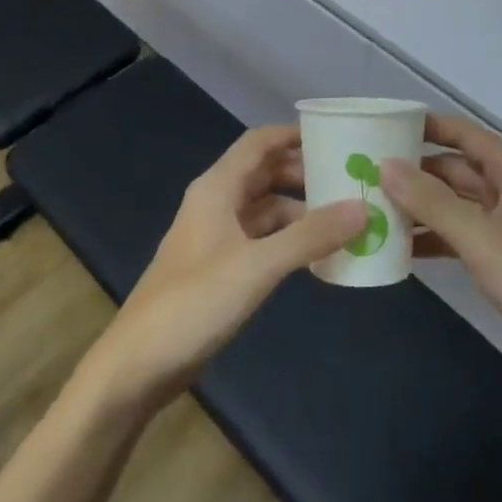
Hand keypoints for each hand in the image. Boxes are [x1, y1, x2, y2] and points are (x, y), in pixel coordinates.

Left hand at [84, 126, 366, 417]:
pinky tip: (317, 255)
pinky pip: (262, 240)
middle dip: (304, 174)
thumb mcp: (258, 266)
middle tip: (349, 181)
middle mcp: (216, 204)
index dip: (293, 135)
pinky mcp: (220, 269)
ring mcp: (217, 238)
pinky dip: (288, 240)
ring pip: (265, 209)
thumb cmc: (194, 303)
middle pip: (264, 174)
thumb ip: (310, 236)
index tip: (335, 136)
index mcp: (216, 188)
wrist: (138, 366)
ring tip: (344, 219)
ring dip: (300, 211)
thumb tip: (363, 208)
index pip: (258, 143)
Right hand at [383, 116, 501, 396]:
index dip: (423, 126)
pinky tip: (403, 249)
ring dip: (422, 207)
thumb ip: (430, 201)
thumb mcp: (479, 237)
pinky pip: (465, 235)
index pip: (461, 133)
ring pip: (457, 203)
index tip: (380, 128)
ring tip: (373, 210)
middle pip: (455, 168)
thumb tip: (385, 164)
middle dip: (414, 171)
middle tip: (365, 175)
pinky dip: (437, 238)